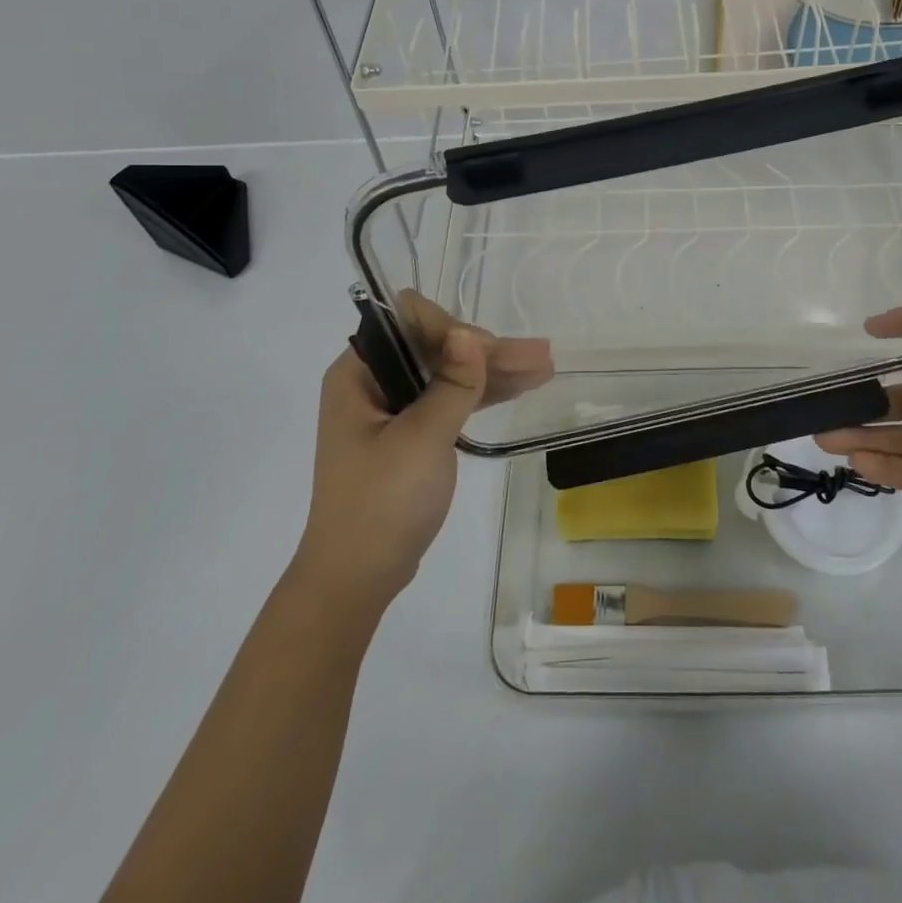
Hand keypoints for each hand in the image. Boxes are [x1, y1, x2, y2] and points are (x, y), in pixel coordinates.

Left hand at [295, 294, 551, 616]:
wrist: (357, 579)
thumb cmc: (381, 503)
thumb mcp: (422, 439)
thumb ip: (452, 384)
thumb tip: (469, 333)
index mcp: (358, 374)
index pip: (408, 323)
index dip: (451, 329)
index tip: (488, 353)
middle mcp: (373, 383)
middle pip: (436, 348)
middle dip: (487, 351)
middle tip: (539, 355)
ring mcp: (393, 410)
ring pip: (448, 374)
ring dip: (494, 371)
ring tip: (544, 367)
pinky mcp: (410, 435)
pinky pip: (449, 401)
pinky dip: (482, 395)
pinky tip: (520, 387)